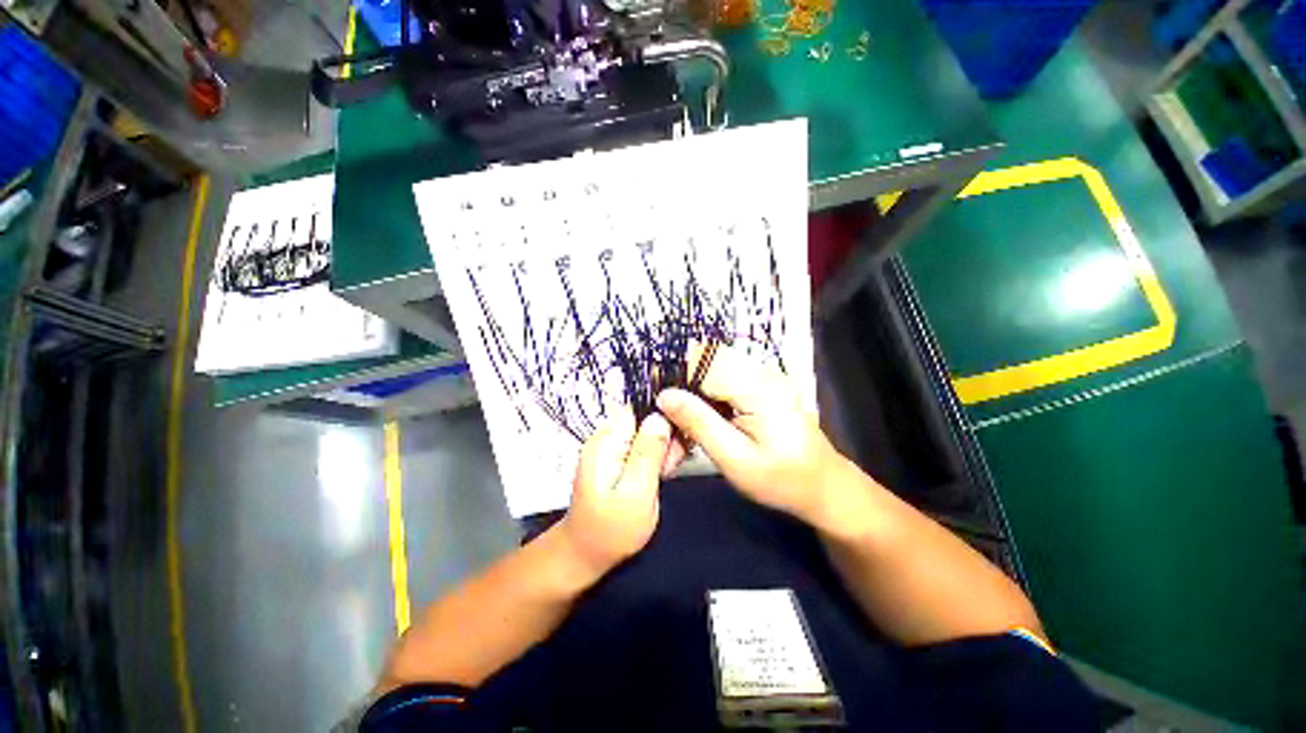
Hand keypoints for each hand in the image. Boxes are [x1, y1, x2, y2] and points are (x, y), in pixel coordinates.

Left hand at [561, 408, 671, 575]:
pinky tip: (663, 472)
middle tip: (673, 461)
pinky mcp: (619, 459)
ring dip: (663, 448)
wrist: (586, 553)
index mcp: (607, 441)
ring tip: (667, 471)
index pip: (638, 408)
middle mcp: (608, 438)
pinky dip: (657, 457)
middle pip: (645, 419)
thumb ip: (649, 453)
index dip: (663, 414)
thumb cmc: (611, 530)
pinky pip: (644, 447)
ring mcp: (613, 448)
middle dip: (665, 434)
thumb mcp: (636, 492)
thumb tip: (661, 416)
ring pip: (648, 433)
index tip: (680, 431)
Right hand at [656, 346, 850, 523]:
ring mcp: (765, 375)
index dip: (674, 375)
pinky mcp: (763, 384)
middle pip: (708, 359)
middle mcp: (762, 371)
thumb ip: (699, 423)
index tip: (655, 399)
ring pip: (714, 366)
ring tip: (684, 421)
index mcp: (758, 387)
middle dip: (682, 382)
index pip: (704, 362)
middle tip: (669, 415)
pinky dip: (708, 394)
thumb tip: (664, 395)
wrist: (824, 485)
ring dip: (694, 389)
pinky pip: (726, 377)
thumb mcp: (735, 459)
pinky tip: (704, 418)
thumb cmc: (781, 479)